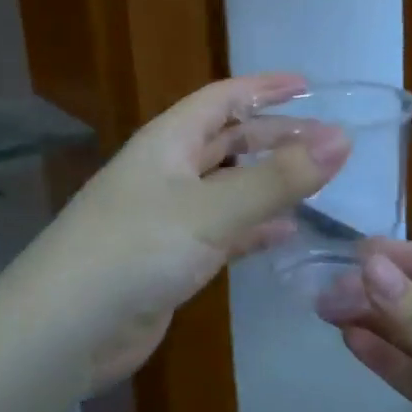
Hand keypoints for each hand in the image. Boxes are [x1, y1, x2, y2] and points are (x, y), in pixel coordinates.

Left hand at [33, 74, 350, 391]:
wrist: (69, 327)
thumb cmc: (137, 249)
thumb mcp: (212, 209)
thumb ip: (278, 178)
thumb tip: (342, 139)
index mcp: (167, 142)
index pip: (222, 99)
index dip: (264, 87)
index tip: (309, 84)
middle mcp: (166, 172)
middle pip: (227, 141)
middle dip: (274, 137)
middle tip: (327, 142)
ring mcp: (167, 218)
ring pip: (228, 188)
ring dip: (268, 183)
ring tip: (316, 183)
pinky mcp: (171, 260)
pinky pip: (222, 233)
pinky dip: (253, 229)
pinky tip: (286, 233)